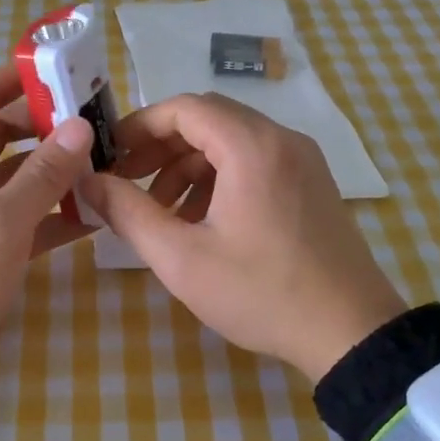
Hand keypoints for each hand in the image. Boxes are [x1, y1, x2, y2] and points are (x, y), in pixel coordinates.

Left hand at [0, 65, 95, 390]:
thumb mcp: (0, 223)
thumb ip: (43, 174)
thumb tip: (81, 127)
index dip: (22, 79)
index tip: (70, 72)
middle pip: (5, 134)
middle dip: (50, 127)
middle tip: (102, 125)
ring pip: (15, 177)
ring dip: (54, 173)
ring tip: (106, 167)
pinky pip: (17, 216)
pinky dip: (48, 213)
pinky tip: (90, 217)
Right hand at [80, 92, 404, 379]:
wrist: (351, 332)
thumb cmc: (261, 293)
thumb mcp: (182, 259)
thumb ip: (129, 213)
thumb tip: (88, 181)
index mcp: (251, 147)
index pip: (184, 108)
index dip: (140, 126)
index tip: (111, 156)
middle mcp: (281, 139)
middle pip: (208, 119)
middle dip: (162, 146)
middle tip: (129, 182)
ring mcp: (303, 160)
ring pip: (231, 141)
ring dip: (189, 165)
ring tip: (164, 212)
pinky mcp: (312, 182)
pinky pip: (256, 161)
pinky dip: (220, 177)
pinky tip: (204, 221)